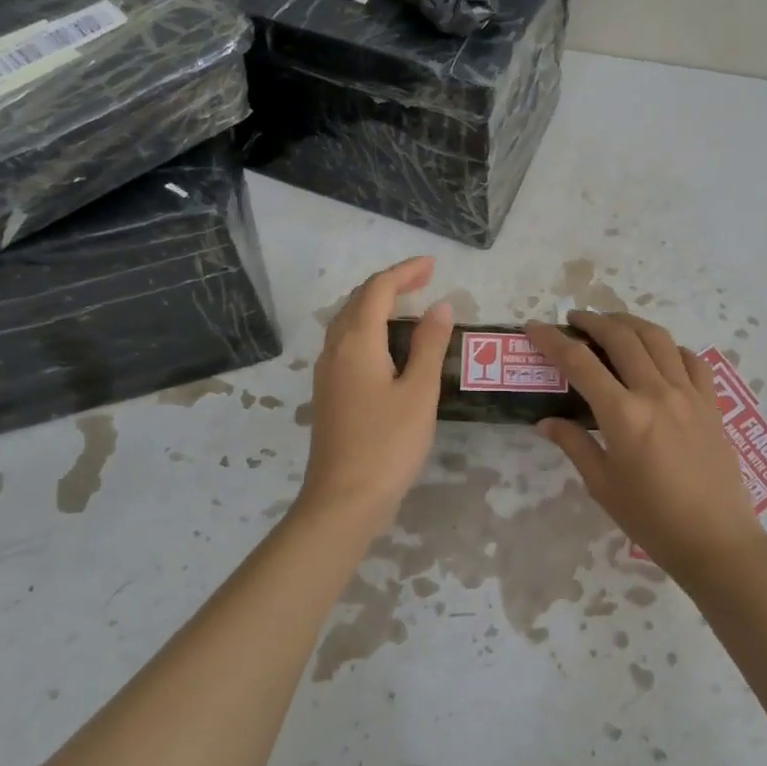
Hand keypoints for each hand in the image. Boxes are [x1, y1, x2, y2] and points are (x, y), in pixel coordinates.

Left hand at [297, 256, 453, 536]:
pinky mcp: (328, 393)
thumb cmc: (388, 444)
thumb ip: (429, 345)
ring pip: (347, 321)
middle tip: (424, 279)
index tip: (433, 265)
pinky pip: (345, 342)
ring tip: (407, 304)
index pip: (378, 290)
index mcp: (356, 343)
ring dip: (375, 304)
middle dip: (390, 284)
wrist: (343, 500)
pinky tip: (385, 344)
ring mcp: (327, 373)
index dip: (405, 272)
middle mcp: (335, 350)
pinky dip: (367, 327)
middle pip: (358, 301)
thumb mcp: (419, 392)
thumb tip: (439, 306)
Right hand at [526, 311, 766, 584]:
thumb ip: (574, 445)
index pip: (580, 363)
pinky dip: (670, 347)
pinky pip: (691, 359)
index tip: (535, 327)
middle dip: (592, 320)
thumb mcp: (603, 485)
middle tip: (574, 319)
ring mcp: (688, 394)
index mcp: (623, 415)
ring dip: (630, 323)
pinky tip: (659, 354)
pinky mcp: (711, 402)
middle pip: (621, 337)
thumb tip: (547, 421)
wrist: (716, 541)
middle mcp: (656, 393)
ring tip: (612, 324)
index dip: (553, 341)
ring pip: (657, 338)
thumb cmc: (652, 520)